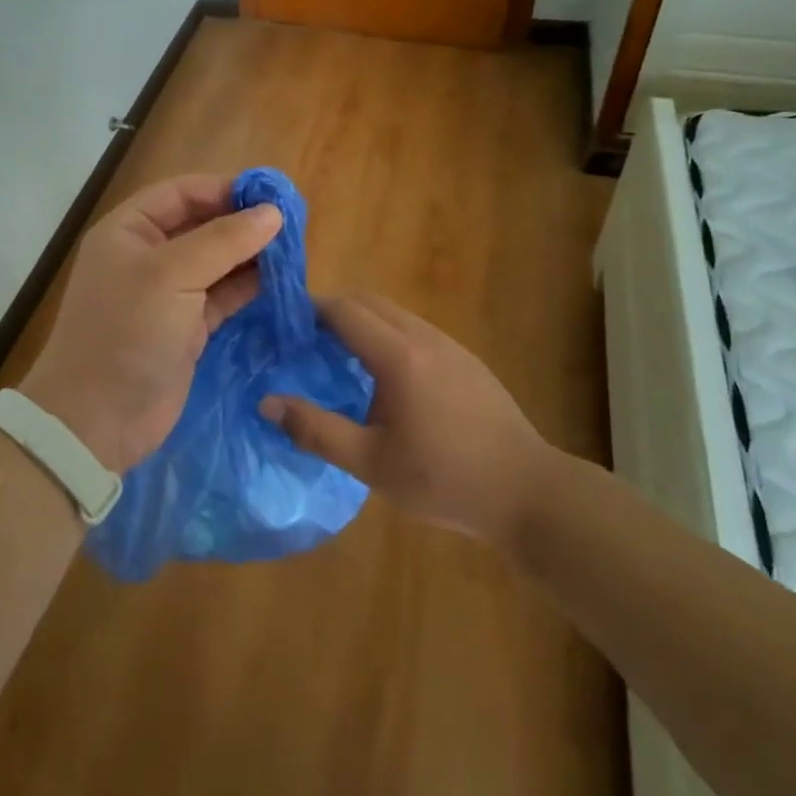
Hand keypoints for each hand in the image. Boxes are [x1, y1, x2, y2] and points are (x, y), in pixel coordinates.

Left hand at [19, 174, 281, 473]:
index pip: (181, 193)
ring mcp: (167, 293)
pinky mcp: (186, 327)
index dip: (224, 189)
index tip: (271, 197)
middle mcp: (147, 256)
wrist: (98, 419)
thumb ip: (224, 240)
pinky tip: (280, 281)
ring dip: (250, 256)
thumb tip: (273, 213)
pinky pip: (222, 296)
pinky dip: (248, 287)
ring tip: (294, 251)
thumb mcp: (172, 275)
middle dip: (242, 224)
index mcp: (129, 230)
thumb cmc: (128, 332)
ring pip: (216, 262)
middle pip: (202, 225)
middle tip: (292, 226)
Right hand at [259, 292, 555, 546]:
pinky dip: (388, 335)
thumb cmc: (445, 480)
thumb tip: (267, 402)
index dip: (310, 309)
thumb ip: (316, 430)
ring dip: (362, 322)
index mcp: (398, 357)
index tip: (284, 325)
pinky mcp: (467, 360)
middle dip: (333, 310)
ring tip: (338, 358)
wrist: (529, 493)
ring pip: (395, 314)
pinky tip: (385, 379)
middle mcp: (424, 337)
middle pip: (369, 302)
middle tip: (304, 341)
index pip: (344, 310)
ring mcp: (451, 346)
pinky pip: (416, 330)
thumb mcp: (371, 464)